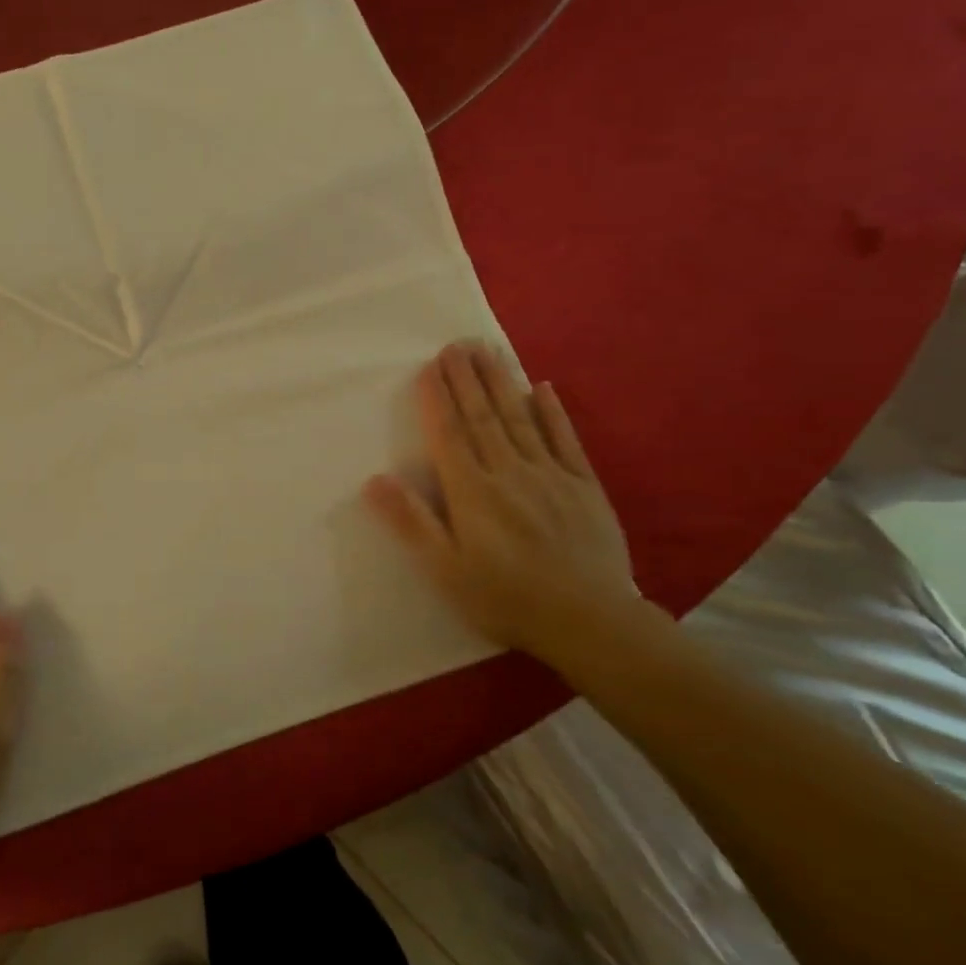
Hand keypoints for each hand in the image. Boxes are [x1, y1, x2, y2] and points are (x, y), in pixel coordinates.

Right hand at [364, 343, 658, 669]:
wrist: (590, 622)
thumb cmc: (506, 599)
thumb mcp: (446, 570)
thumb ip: (412, 522)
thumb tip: (375, 479)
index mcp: (472, 492)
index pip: (449, 434)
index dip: (437, 398)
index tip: (430, 365)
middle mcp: (508, 472)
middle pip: (483, 417)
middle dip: (467, 378)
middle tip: (457, 343)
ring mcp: (550, 475)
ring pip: (520, 419)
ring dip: (501, 382)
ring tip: (488, 350)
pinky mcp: (585, 486)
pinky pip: (565, 439)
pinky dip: (553, 412)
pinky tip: (543, 387)